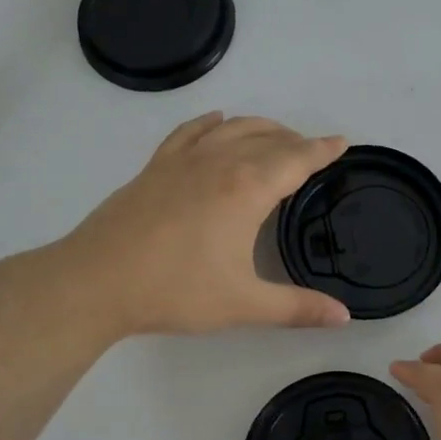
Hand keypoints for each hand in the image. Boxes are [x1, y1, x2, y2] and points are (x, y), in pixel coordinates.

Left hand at [58, 113, 352, 337]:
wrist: (96, 282)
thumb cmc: (175, 291)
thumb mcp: (244, 304)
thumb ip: (298, 308)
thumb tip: (344, 318)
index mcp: (248, 189)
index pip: (296, 159)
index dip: (322, 150)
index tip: (342, 142)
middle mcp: (220, 162)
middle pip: (267, 138)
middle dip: (295, 141)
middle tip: (312, 152)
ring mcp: (183, 160)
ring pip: (231, 128)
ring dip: (260, 127)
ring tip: (276, 137)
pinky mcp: (155, 167)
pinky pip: (190, 132)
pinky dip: (210, 123)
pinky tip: (217, 122)